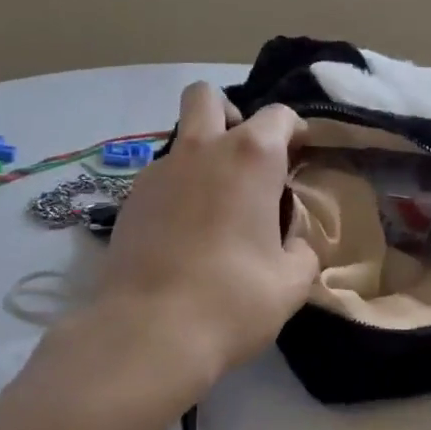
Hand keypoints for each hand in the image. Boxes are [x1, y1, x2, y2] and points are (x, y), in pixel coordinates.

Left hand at [95, 82, 320, 383]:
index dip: (295, 131)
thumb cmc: (235, 298)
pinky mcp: (129, 200)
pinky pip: (161, 176)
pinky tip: (187, 232)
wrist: (149, 332)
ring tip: (217, 205)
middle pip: (208, 97)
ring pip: (180, 137)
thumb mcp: (293, 279)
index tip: (300, 156)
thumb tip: (290, 241)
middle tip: (247, 159)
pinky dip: (179, 188)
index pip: (278, 115)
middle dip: (231, 114)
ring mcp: (158, 171)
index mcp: (251, 156)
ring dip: (203, 154)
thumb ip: (301, 247)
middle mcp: (201, 149)